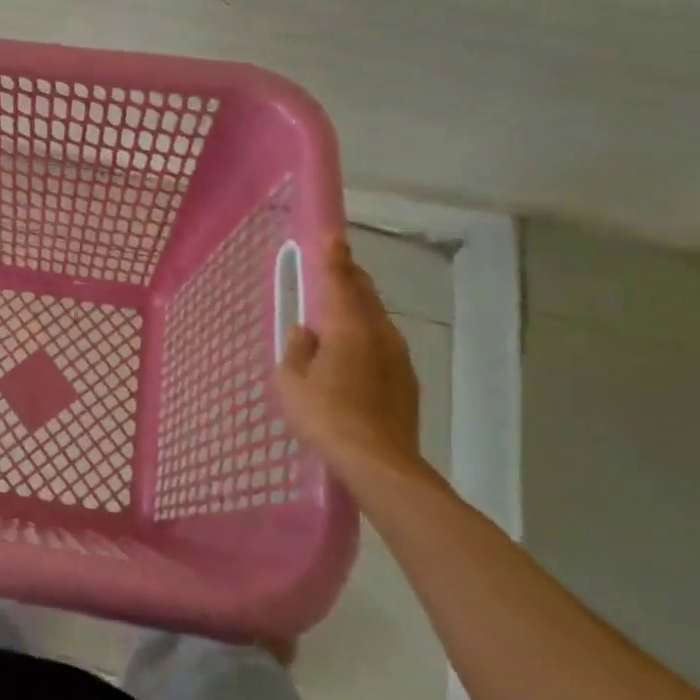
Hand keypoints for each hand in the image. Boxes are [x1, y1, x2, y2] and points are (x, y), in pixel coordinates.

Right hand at [274, 236, 425, 477]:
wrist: (380, 463)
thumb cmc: (326, 416)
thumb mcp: (291, 382)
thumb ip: (296, 350)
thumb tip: (304, 331)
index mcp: (347, 326)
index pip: (340, 280)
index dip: (334, 257)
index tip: (332, 235)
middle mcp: (378, 333)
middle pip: (364, 294)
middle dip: (350, 277)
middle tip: (334, 267)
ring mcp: (398, 357)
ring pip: (376, 319)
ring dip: (359, 307)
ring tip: (339, 309)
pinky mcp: (407, 381)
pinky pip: (383, 344)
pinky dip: (367, 335)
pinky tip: (353, 352)